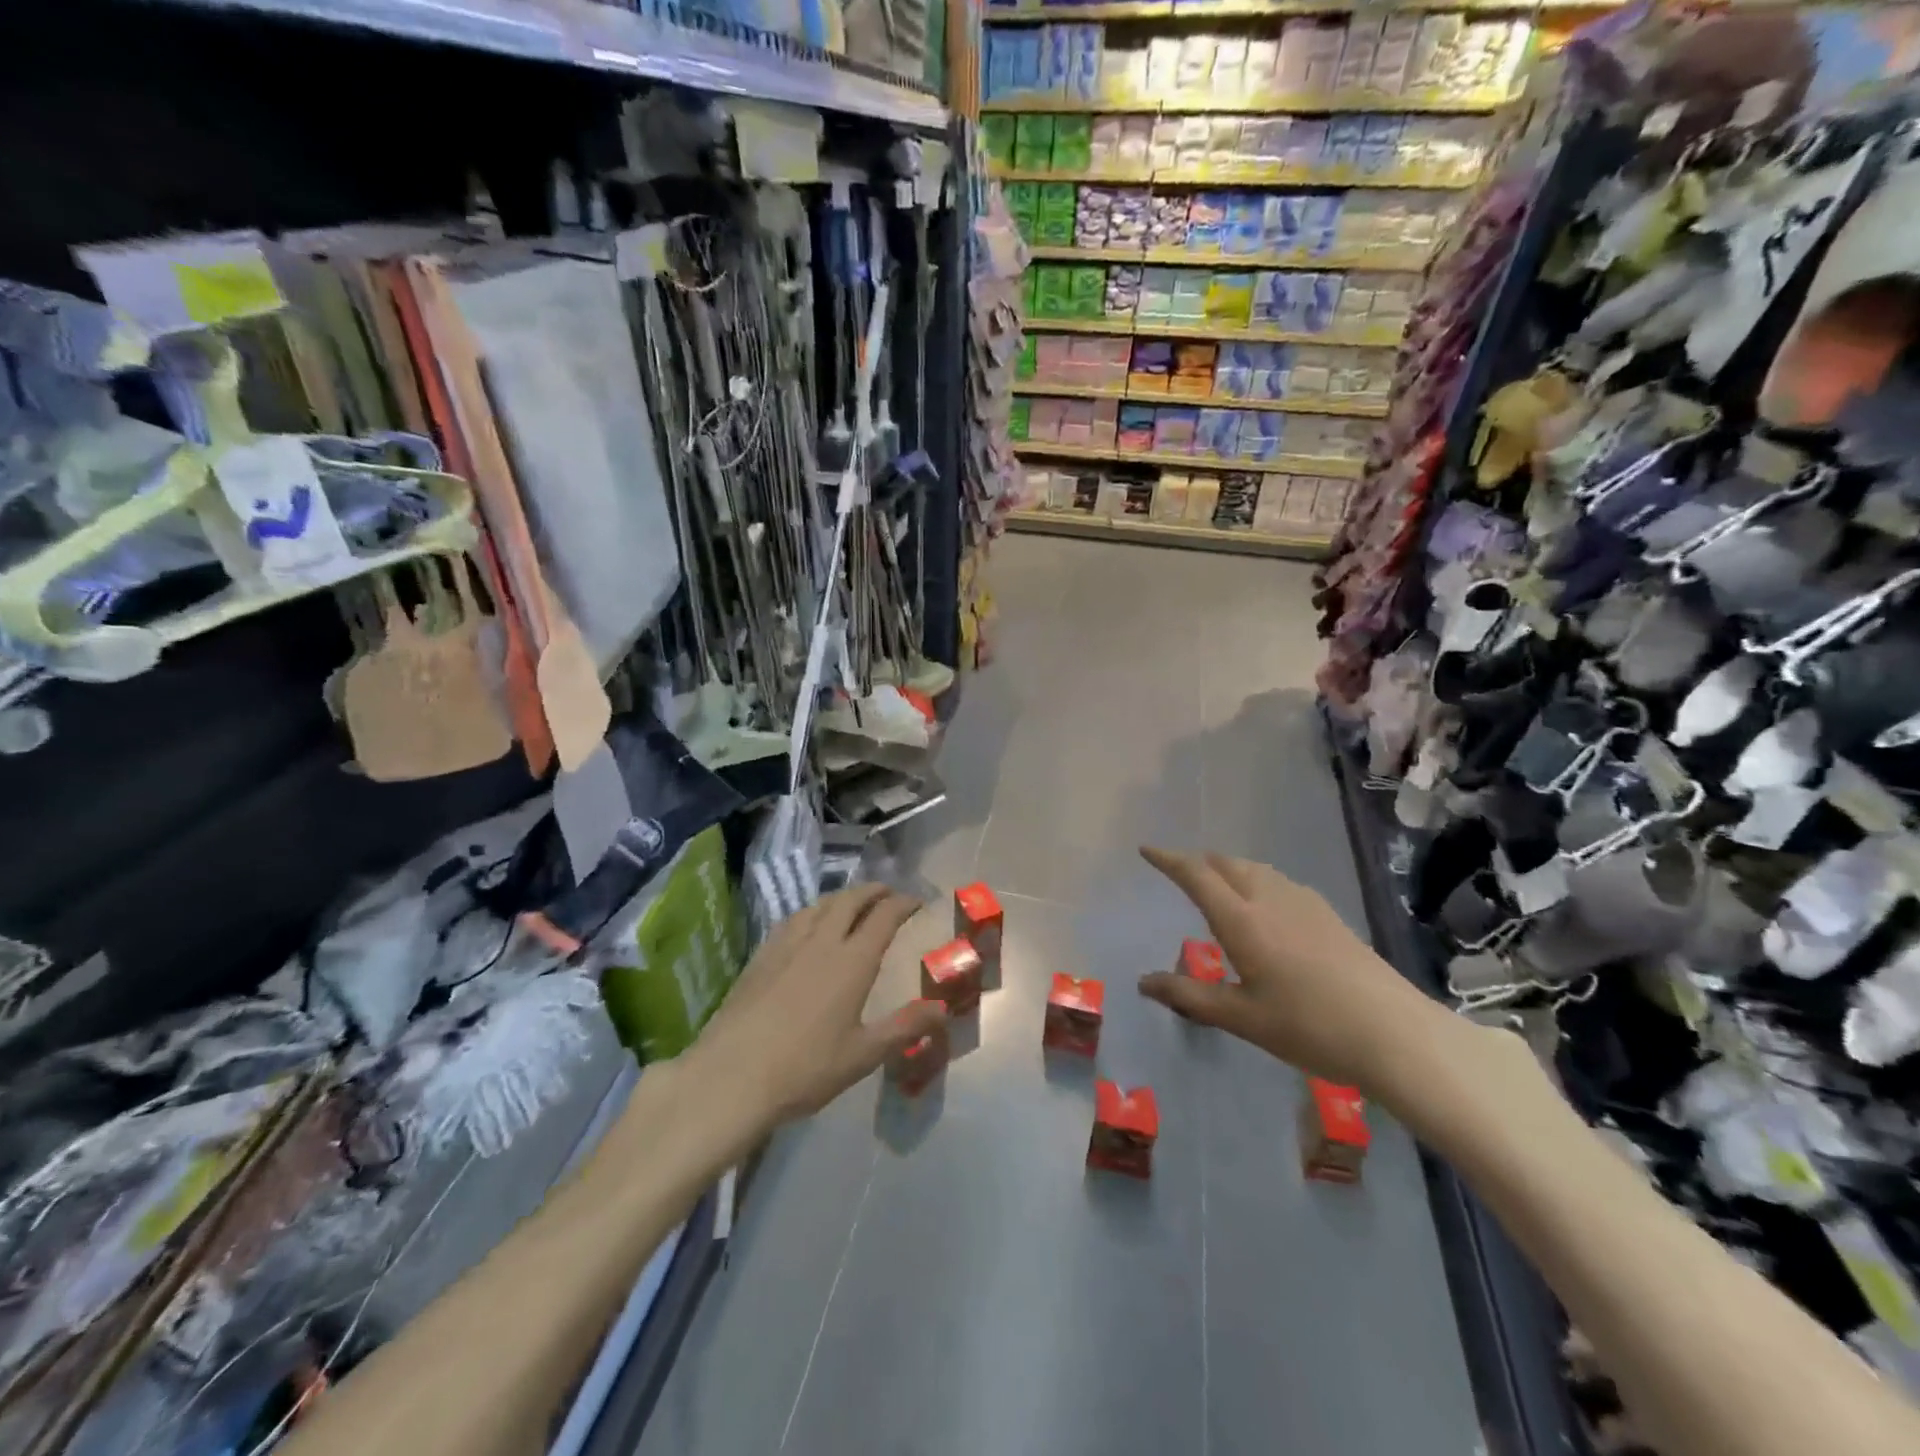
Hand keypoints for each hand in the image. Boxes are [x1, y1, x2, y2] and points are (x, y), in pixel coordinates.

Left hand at [683, 885, 946, 1131]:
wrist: (731, 1076)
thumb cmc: (805, 1068)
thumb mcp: (863, 1055)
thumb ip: (905, 1027)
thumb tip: (943, 1010)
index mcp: (852, 961)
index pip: (884, 917)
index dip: (903, 903)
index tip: (916, 900)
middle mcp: (821, 942)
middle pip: (850, 901)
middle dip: (872, 891)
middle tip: (887, 893)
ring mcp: (786, 945)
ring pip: (818, 905)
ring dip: (841, 898)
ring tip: (851, 904)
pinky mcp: (760, 957)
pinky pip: (792, 919)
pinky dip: (812, 912)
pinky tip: (807, 925)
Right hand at [1136, 847, 1442, 1091]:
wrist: (1394, 1032)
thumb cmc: (1308, 1026)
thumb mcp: (1241, 1018)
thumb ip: (1189, 996)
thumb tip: (1144, 982)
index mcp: (1241, 920)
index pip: (1196, 875)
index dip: (1168, 859)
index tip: (1147, 850)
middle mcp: (1269, 899)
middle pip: (1226, 863)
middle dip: (1198, 862)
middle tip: (1179, 872)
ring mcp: (1304, 903)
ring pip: (1255, 869)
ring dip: (1228, 868)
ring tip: (1217, 885)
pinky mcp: (1328, 914)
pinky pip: (1278, 881)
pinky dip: (1256, 880)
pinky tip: (1265, 907)